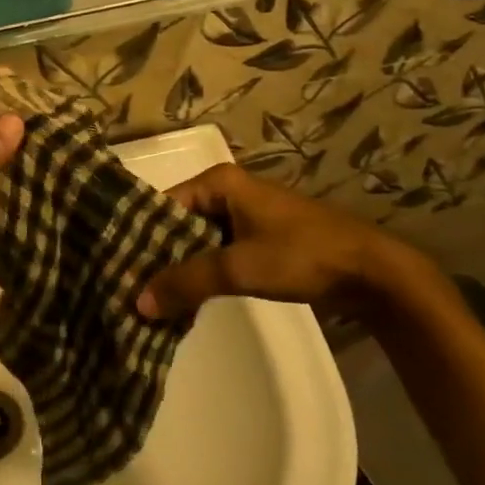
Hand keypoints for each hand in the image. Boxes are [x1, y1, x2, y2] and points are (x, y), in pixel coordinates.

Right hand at [135, 163, 447, 320]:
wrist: (371, 272)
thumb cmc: (302, 255)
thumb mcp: (239, 267)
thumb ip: (187, 282)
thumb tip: (138, 302)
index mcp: (220, 183)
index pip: (163, 204)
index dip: (139, 234)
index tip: (113, 264)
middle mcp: (227, 193)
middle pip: (177, 223)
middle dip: (156, 254)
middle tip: (124, 286)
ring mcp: (244, 217)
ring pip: (196, 241)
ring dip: (178, 267)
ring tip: (145, 297)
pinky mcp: (257, 241)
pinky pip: (216, 254)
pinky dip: (200, 274)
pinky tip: (182, 300)